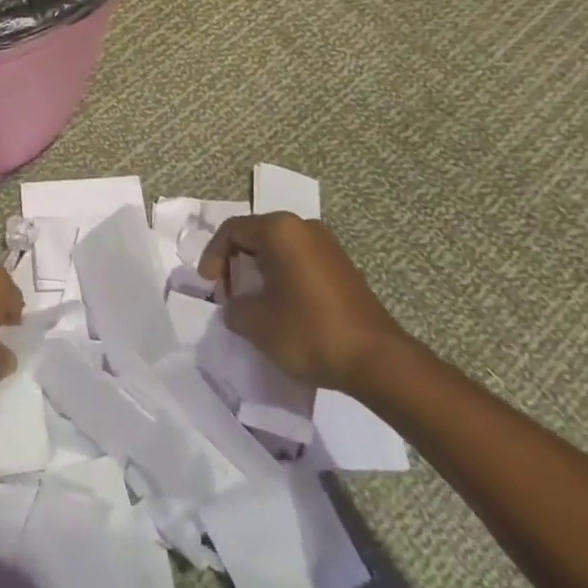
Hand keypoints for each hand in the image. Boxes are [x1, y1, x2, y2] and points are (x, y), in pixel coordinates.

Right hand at [197, 213, 408, 395]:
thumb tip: (235, 306)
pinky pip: (300, 260)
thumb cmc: (310, 332)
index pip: (232, 230)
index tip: (209, 287)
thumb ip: (234, 308)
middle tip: (229, 293)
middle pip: (255, 235)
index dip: (213, 256)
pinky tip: (283, 306)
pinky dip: (283, 276)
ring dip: (260, 270)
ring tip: (254, 302)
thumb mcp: (256, 324)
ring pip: (279, 248)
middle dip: (236, 263)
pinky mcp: (342, 265)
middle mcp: (303, 226)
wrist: (377, 360)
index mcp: (279, 230)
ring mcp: (327, 244)